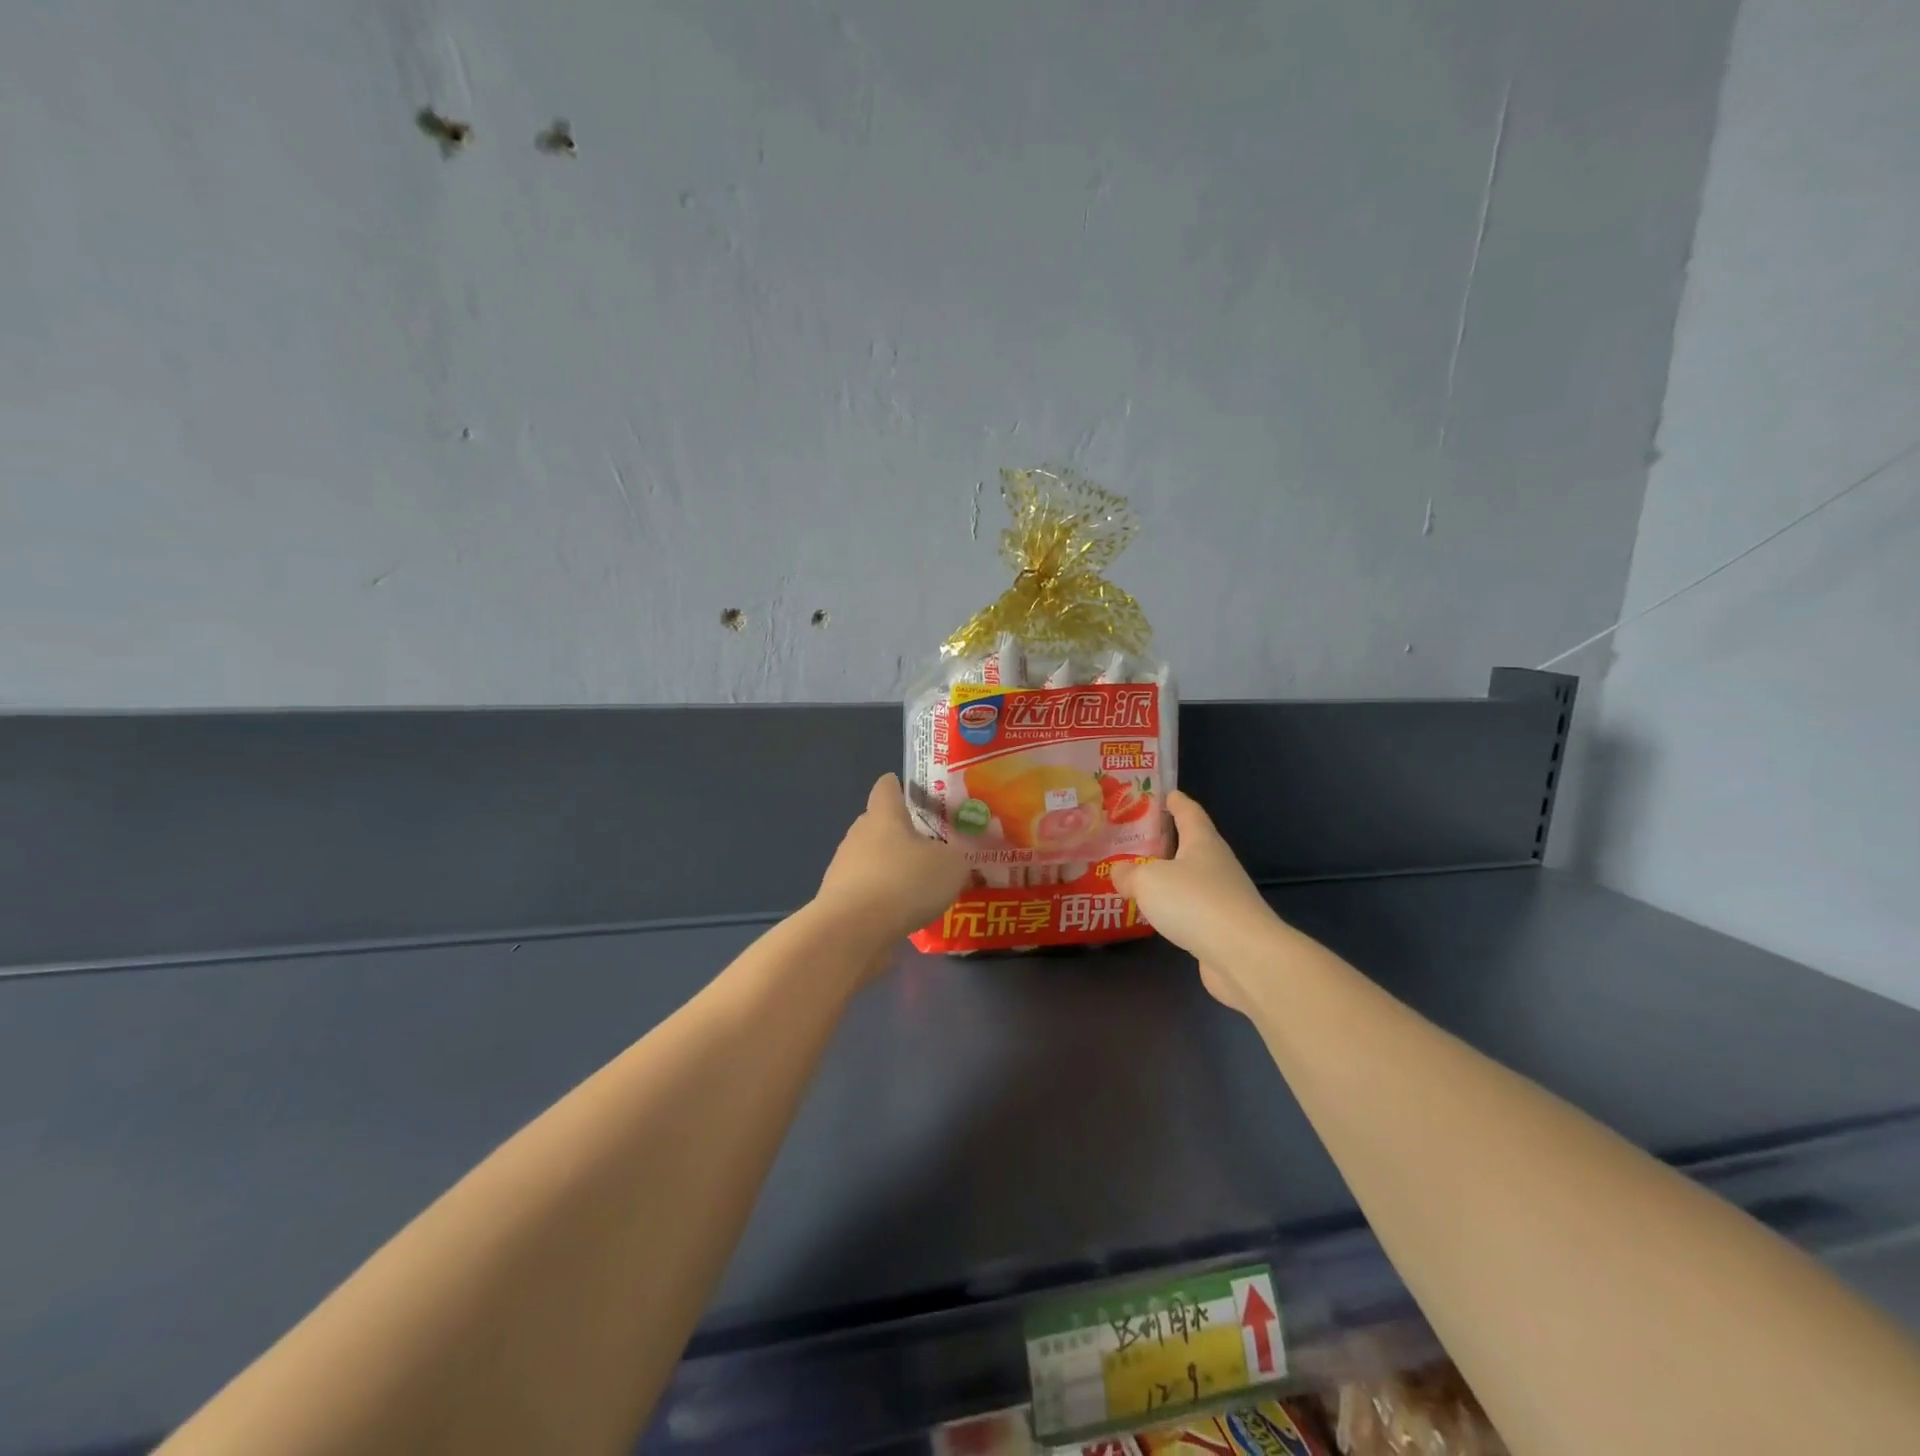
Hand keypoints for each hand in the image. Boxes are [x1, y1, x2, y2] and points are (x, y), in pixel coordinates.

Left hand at [814, 774, 970, 950]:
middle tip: (932, 845)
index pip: (887, 787)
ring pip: (872, 860)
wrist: (852, 932)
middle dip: (902, 833)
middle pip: (879, 824)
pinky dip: (883, 899)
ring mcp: (843, 869)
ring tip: (921, 887)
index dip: (900, 786)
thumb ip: (958, 856)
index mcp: (884, 815)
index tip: (916, 791)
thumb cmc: (904, 882)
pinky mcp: (838, 902)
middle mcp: (858, 835)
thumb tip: (957, 856)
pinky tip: (903, 915)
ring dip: (892, 869)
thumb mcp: (951, 866)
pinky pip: (867, 892)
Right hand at [1111, 791, 1279, 1011]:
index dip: (1176, 801)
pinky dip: (1174, 906)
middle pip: (1191, 844)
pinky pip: (1192, 908)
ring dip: (1169, 876)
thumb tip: (1118, 872)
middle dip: (1167, 840)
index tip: (1165, 794)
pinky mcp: (1222, 927)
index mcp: (1202, 842)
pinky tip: (1157, 913)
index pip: (1189, 812)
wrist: (1243, 955)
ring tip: (1139, 876)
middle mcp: (1216, 864)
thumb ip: (1128, 874)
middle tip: (1137, 837)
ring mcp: (1223, 896)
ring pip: (1190, 878)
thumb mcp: (1148, 881)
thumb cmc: (1195, 902)